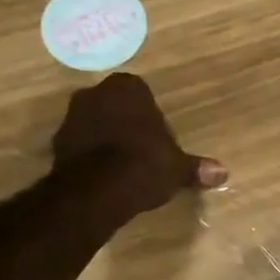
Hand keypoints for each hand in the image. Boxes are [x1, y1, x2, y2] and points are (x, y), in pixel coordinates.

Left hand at [52, 73, 226, 219]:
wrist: (97, 190)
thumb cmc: (144, 165)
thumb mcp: (178, 169)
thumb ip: (196, 168)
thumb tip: (223, 173)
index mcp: (128, 89)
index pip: (141, 92)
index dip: (151, 115)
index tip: (159, 136)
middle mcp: (95, 93)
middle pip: (116, 104)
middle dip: (127, 122)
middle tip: (144, 149)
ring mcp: (72, 116)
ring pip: (96, 122)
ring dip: (107, 137)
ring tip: (125, 165)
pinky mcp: (57, 142)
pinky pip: (81, 143)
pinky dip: (92, 154)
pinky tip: (106, 175)